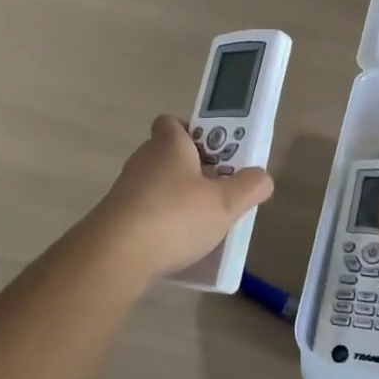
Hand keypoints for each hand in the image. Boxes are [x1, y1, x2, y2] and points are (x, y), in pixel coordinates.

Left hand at [84, 116, 274, 284]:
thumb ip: (249, 187)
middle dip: (194, 169)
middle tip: (218, 190)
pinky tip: (177, 244)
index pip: (174, 122)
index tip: (215, 153)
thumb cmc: (174, 216)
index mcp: (168, 144)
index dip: (195, 132)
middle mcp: (144, 159)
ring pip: (158, 184)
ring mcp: (126, 189)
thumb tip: (262, 177)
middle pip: (170, 154)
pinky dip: (162, 222)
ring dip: (178, 198)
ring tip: (202, 223)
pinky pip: (146, 211)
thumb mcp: (224, 203)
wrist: (115, 256)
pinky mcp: (117, 217)